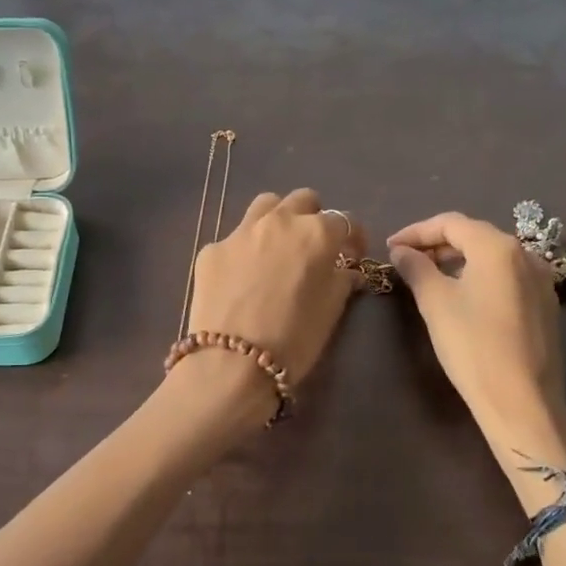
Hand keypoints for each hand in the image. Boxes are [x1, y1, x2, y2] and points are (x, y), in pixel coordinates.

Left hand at [179, 188, 363, 399]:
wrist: (230, 364)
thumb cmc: (293, 341)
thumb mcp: (330, 312)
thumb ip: (341, 281)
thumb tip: (345, 270)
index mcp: (315, 234)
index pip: (345, 221)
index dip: (354, 238)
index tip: (353, 256)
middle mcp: (278, 222)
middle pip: (303, 201)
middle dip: (314, 218)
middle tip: (314, 248)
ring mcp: (240, 232)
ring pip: (266, 206)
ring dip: (278, 220)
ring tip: (278, 248)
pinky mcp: (211, 249)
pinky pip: (235, 238)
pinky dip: (246, 250)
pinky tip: (242, 277)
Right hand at [388, 212, 565, 468]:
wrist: (522, 402)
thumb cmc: (473, 345)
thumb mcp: (435, 302)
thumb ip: (416, 267)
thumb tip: (401, 251)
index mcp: (498, 247)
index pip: (450, 223)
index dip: (416, 231)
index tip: (390, 247)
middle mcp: (525, 254)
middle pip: (474, 235)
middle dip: (437, 244)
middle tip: (406, 260)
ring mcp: (540, 280)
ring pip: (492, 256)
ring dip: (458, 260)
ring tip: (429, 276)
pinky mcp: (545, 304)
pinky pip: (506, 276)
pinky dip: (479, 276)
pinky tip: (461, 295)